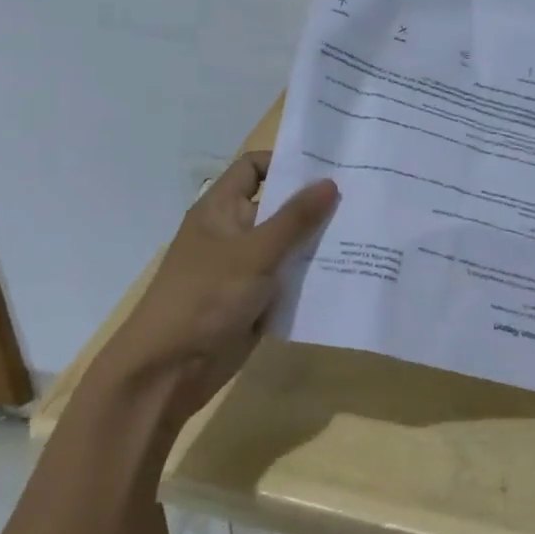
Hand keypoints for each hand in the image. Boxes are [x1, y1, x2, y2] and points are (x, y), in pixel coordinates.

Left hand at [91, 152, 337, 429]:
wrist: (169, 371)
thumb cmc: (205, 297)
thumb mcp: (255, 253)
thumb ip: (295, 218)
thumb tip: (331, 182)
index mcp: (221, 208)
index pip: (254, 167)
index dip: (286, 162)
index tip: (329, 166)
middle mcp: (232, 231)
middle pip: (277, 205)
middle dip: (314, 203)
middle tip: (362, 196)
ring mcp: (244, 267)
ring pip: (287, 244)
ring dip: (317, 241)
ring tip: (365, 231)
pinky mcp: (255, 300)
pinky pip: (288, 278)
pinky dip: (311, 275)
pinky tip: (348, 271)